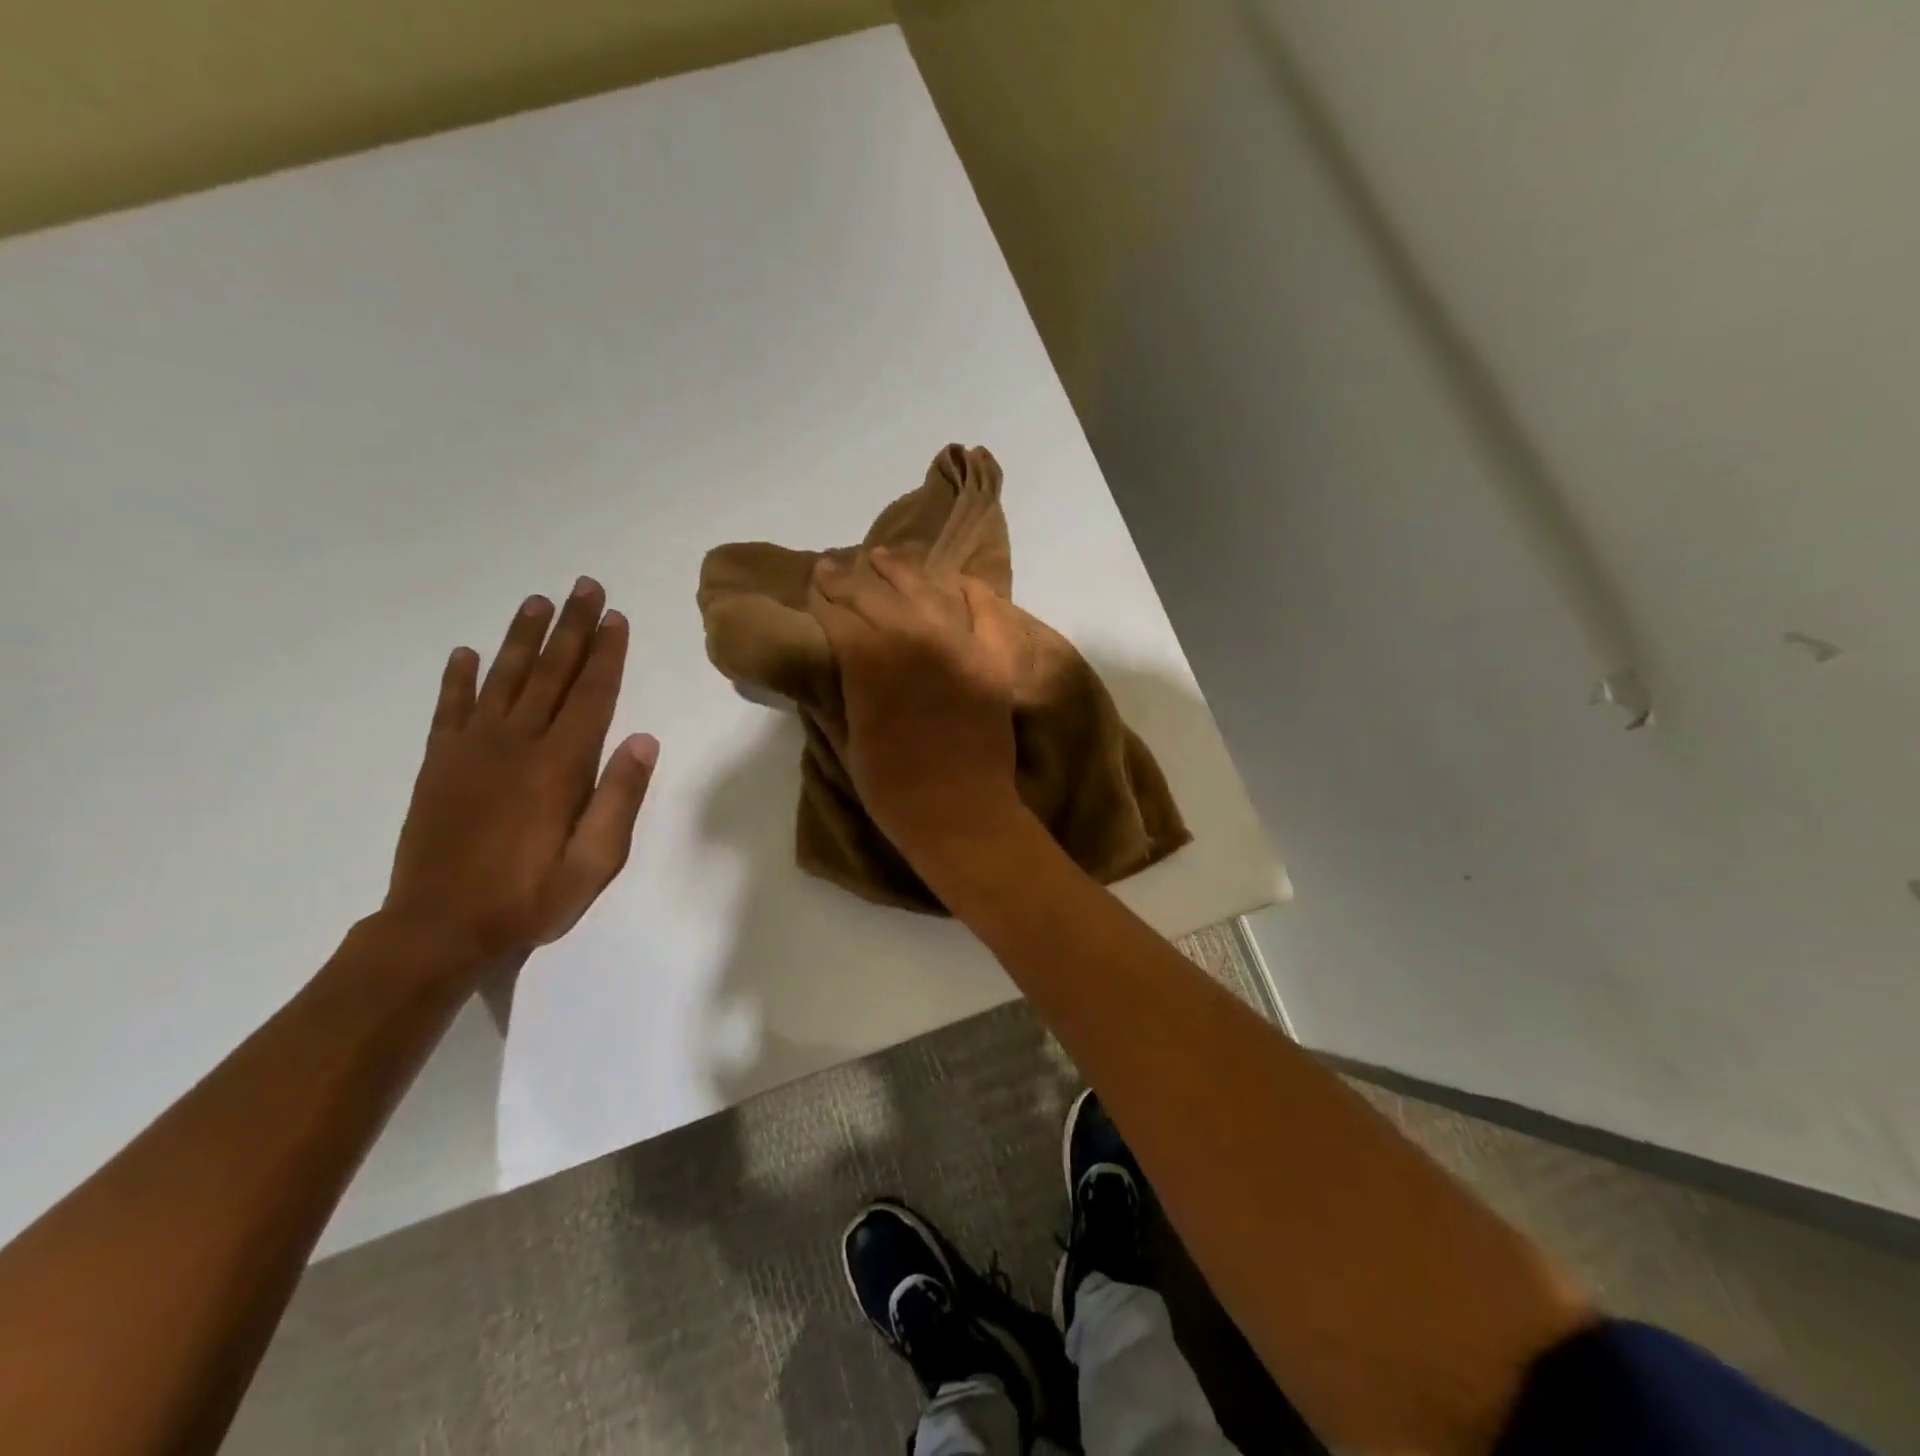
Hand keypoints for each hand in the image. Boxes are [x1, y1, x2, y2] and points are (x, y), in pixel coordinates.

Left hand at [384, 577, 658, 965]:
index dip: (606, 654)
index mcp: (560, 765)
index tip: (616, 617)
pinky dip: (458, 679)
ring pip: (503, 679)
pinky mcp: (438, 764)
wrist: (437, 929)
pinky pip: (449, 709)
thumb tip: (643, 740)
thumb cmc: (530, 898)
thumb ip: (619, 798)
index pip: (591, 695)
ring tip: (538, 602)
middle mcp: (516, 744)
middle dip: (571, 627)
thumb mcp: (596, 862)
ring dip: (523, 638)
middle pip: (551, 673)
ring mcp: (471, 750)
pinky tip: (466, 653)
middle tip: (585, 586)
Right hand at [807, 548, 1026, 861]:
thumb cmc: (894, 790)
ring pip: (925, 591)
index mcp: (868, 661)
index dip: (822, 596)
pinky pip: (986, 612)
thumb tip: (829, 661)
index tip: (813, 583)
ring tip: (882, 558)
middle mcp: (913, 639)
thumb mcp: (848, 740)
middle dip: (849, 579)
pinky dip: (972, 592)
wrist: (961, 816)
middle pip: (875, 595)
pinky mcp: (992, 659)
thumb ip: (837, 692)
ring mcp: (959, 645)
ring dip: (900, 572)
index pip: (837, 613)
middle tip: (833, 566)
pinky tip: (956, 580)